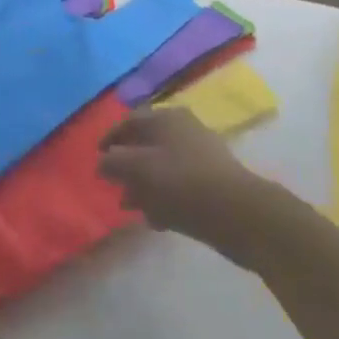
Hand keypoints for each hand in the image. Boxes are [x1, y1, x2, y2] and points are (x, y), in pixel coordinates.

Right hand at [99, 109, 261, 248]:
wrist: (241, 214)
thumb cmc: (183, 183)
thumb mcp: (139, 169)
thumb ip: (114, 163)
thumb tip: (102, 162)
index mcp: (166, 118)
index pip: (129, 121)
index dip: (110, 139)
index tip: (97, 159)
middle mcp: (183, 130)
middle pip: (146, 145)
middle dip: (128, 167)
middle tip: (115, 187)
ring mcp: (200, 156)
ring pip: (162, 168)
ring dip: (144, 186)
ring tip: (132, 208)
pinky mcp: (212, 183)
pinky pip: (180, 186)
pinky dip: (165, 199)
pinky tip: (157, 220)